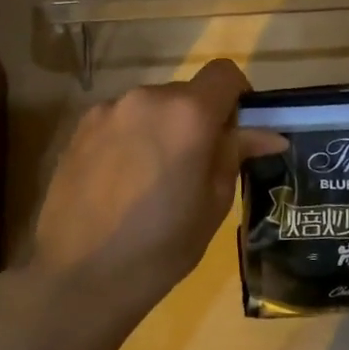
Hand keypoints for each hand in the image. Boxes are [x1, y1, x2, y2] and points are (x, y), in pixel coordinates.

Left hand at [28, 58, 261, 329]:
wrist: (80, 276)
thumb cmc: (161, 245)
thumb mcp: (214, 203)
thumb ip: (235, 154)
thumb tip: (268, 134)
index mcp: (188, 113)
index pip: (224, 73)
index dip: (238, 95)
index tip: (236, 130)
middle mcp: (146, 98)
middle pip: (185, 93)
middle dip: (197, 119)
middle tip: (195, 166)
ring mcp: (108, 110)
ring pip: (150, 107)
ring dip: (161, 128)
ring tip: (153, 178)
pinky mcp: (79, 128)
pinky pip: (120, 121)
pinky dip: (130, 138)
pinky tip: (122, 181)